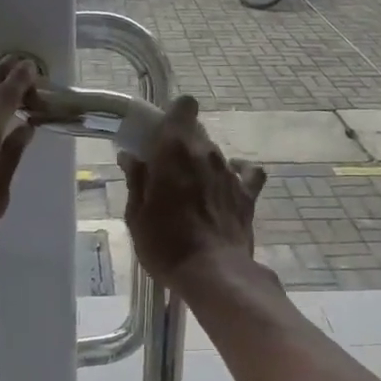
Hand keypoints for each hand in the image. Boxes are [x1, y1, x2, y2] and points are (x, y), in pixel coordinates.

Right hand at [119, 95, 266, 290]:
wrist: (213, 273)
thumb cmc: (166, 245)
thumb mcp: (137, 216)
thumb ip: (136, 181)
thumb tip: (131, 157)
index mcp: (174, 150)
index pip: (183, 107)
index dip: (172, 117)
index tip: (158, 138)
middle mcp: (206, 152)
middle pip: (197, 131)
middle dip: (182, 144)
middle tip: (167, 171)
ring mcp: (231, 172)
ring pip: (216, 153)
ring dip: (202, 164)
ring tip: (192, 192)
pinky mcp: (249, 194)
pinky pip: (245, 173)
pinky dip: (234, 176)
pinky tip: (224, 191)